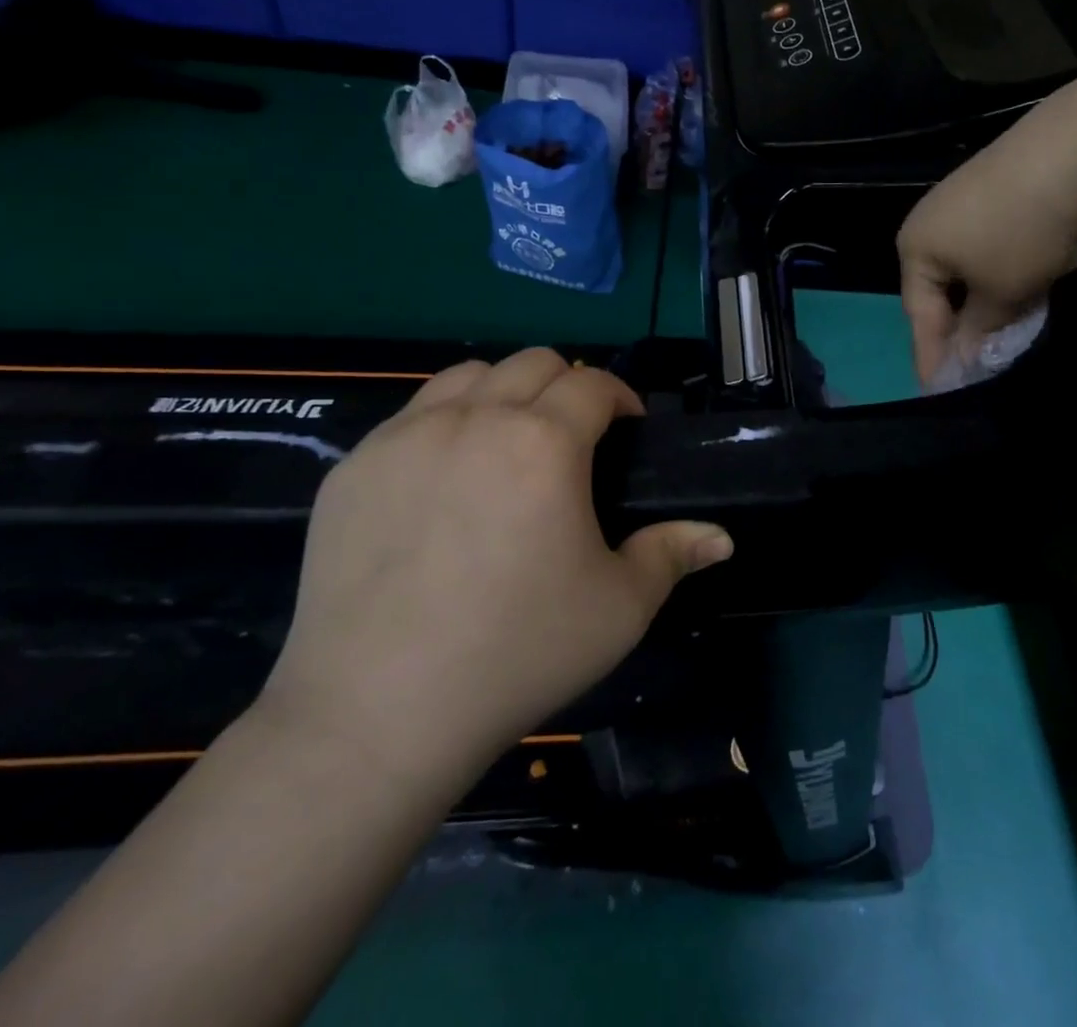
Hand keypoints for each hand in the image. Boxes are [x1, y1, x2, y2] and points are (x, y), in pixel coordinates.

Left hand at [259, 349, 732, 794]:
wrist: (378, 713)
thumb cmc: (518, 652)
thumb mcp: (619, 608)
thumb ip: (673, 555)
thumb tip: (721, 538)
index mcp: (545, 442)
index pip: (593, 383)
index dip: (620, 397)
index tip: (628, 428)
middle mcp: (475, 419)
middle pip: (533, 362)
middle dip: (567, 386)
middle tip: (574, 439)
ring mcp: (405, 437)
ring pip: (469, 374)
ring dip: (504, 392)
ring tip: (509, 443)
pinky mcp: (355, 466)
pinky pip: (411, 415)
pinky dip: (445, 422)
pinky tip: (445, 479)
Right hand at [897, 82, 1076, 383]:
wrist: (1073, 149)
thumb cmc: (1022, 233)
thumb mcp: (1002, 294)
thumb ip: (979, 329)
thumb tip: (966, 354)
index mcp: (915, 249)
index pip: (919, 315)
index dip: (931, 355)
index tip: (939, 390)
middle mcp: (927, 222)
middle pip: (937, 288)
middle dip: (956, 325)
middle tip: (972, 361)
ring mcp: (957, 200)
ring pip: (963, 265)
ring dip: (980, 298)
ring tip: (1001, 326)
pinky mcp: (989, 186)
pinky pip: (983, 243)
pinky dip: (997, 268)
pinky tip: (1021, 279)